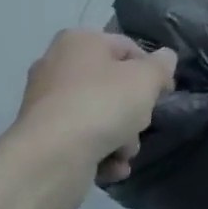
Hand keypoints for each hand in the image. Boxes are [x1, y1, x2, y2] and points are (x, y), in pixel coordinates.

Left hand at [9, 30, 175, 208]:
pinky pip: (81, 139)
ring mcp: (46, 104)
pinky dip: (99, 153)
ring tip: (123, 152)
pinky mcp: (42, 138)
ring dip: (120, 137)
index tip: (164, 94)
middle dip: (133, 111)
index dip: (151, 70)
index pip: (126, 47)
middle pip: (113, 85)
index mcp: (79, 41)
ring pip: (99, 115)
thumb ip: (161, 66)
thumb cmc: (101, 105)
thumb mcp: (145, 79)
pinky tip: (110, 167)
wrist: (50, 159)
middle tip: (140, 124)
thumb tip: (165, 58)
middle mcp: (57, 66)